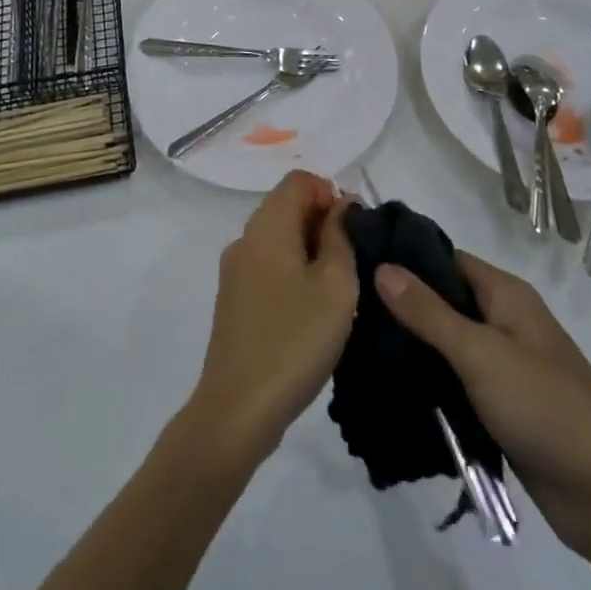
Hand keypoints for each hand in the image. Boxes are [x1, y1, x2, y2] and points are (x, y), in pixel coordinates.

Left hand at [184, 172, 358, 468]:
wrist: (238, 409)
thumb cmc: (295, 340)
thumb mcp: (336, 285)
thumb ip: (341, 236)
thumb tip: (341, 207)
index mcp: (267, 226)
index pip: (299, 181)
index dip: (331, 193)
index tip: (356, 230)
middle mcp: (245, 238)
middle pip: (287, 206)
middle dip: (324, 222)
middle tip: (355, 261)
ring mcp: (235, 270)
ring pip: (278, 238)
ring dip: (311, 249)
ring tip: (339, 288)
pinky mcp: (234, 299)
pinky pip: (268, 265)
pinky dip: (293, 271)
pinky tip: (313, 309)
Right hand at [375, 252, 590, 555]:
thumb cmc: (546, 408)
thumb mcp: (481, 354)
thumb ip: (429, 313)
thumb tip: (381, 266)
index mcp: (505, 294)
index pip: (443, 259)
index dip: (403, 258)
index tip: (355, 264)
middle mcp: (503, 320)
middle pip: (442, 300)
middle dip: (399, 306)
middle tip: (347, 312)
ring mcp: (502, 364)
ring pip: (445, 343)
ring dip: (410, 347)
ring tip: (356, 348)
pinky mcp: (499, 404)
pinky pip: (454, 380)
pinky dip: (427, 381)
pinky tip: (389, 387)